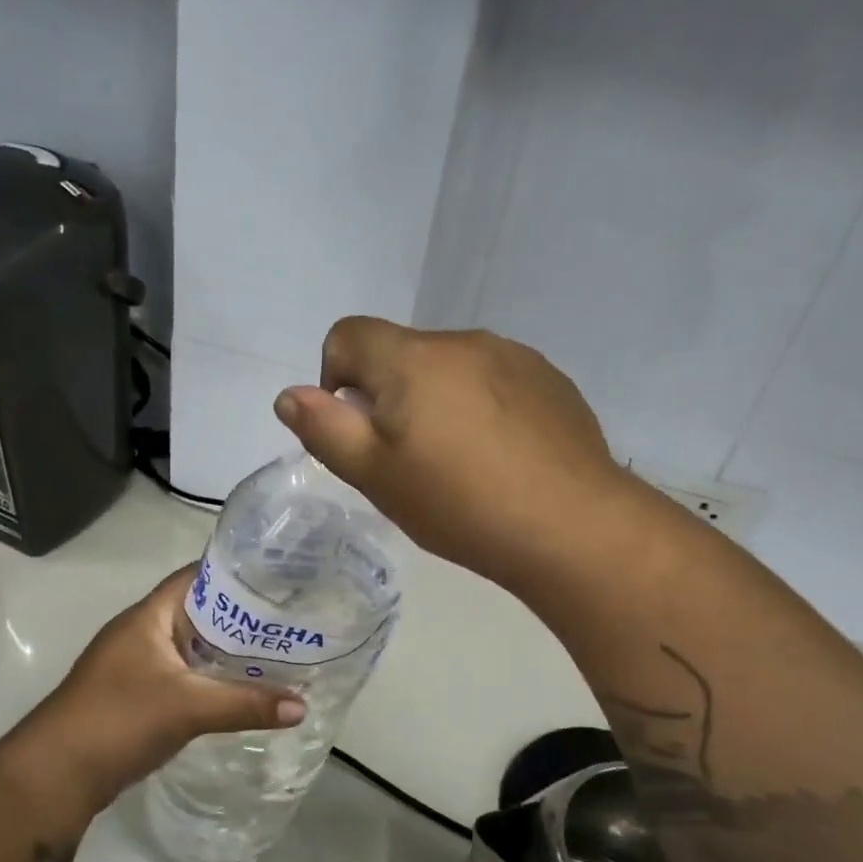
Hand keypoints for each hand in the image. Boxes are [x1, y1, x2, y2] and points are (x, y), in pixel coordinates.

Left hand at [23, 565, 304, 806]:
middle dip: (239, 617)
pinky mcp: (136, 697)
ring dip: (225, 652)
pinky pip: (183, 676)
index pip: (196, 577)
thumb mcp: (189, 706)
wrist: (55, 776)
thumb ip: (246, 704)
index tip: (276, 578)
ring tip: (275, 653)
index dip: (234, 573)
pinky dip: (210, 679)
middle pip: (198, 614)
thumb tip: (303, 707)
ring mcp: (135, 666)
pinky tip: (239, 691)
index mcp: (148, 617)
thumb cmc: (119, 718)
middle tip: (287, 621)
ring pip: (191, 648)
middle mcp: (141, 633)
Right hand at [272, 318, 630, 587]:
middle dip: (390, 396)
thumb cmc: (459, 504)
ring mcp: (514, 357)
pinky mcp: (551, 380)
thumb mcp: (375, 475)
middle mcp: (462, 341)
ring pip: (450, 368)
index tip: (359, 430)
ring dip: (438, 400)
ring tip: (462, 463)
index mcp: (412, 358)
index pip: (348, 334)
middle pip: (401, 353)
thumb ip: (325, 429)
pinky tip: (502, 457)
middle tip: (410, 460)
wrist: (572, 527)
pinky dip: (482, 407)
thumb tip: (290, 395)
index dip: (335, 377)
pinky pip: (495, 381)